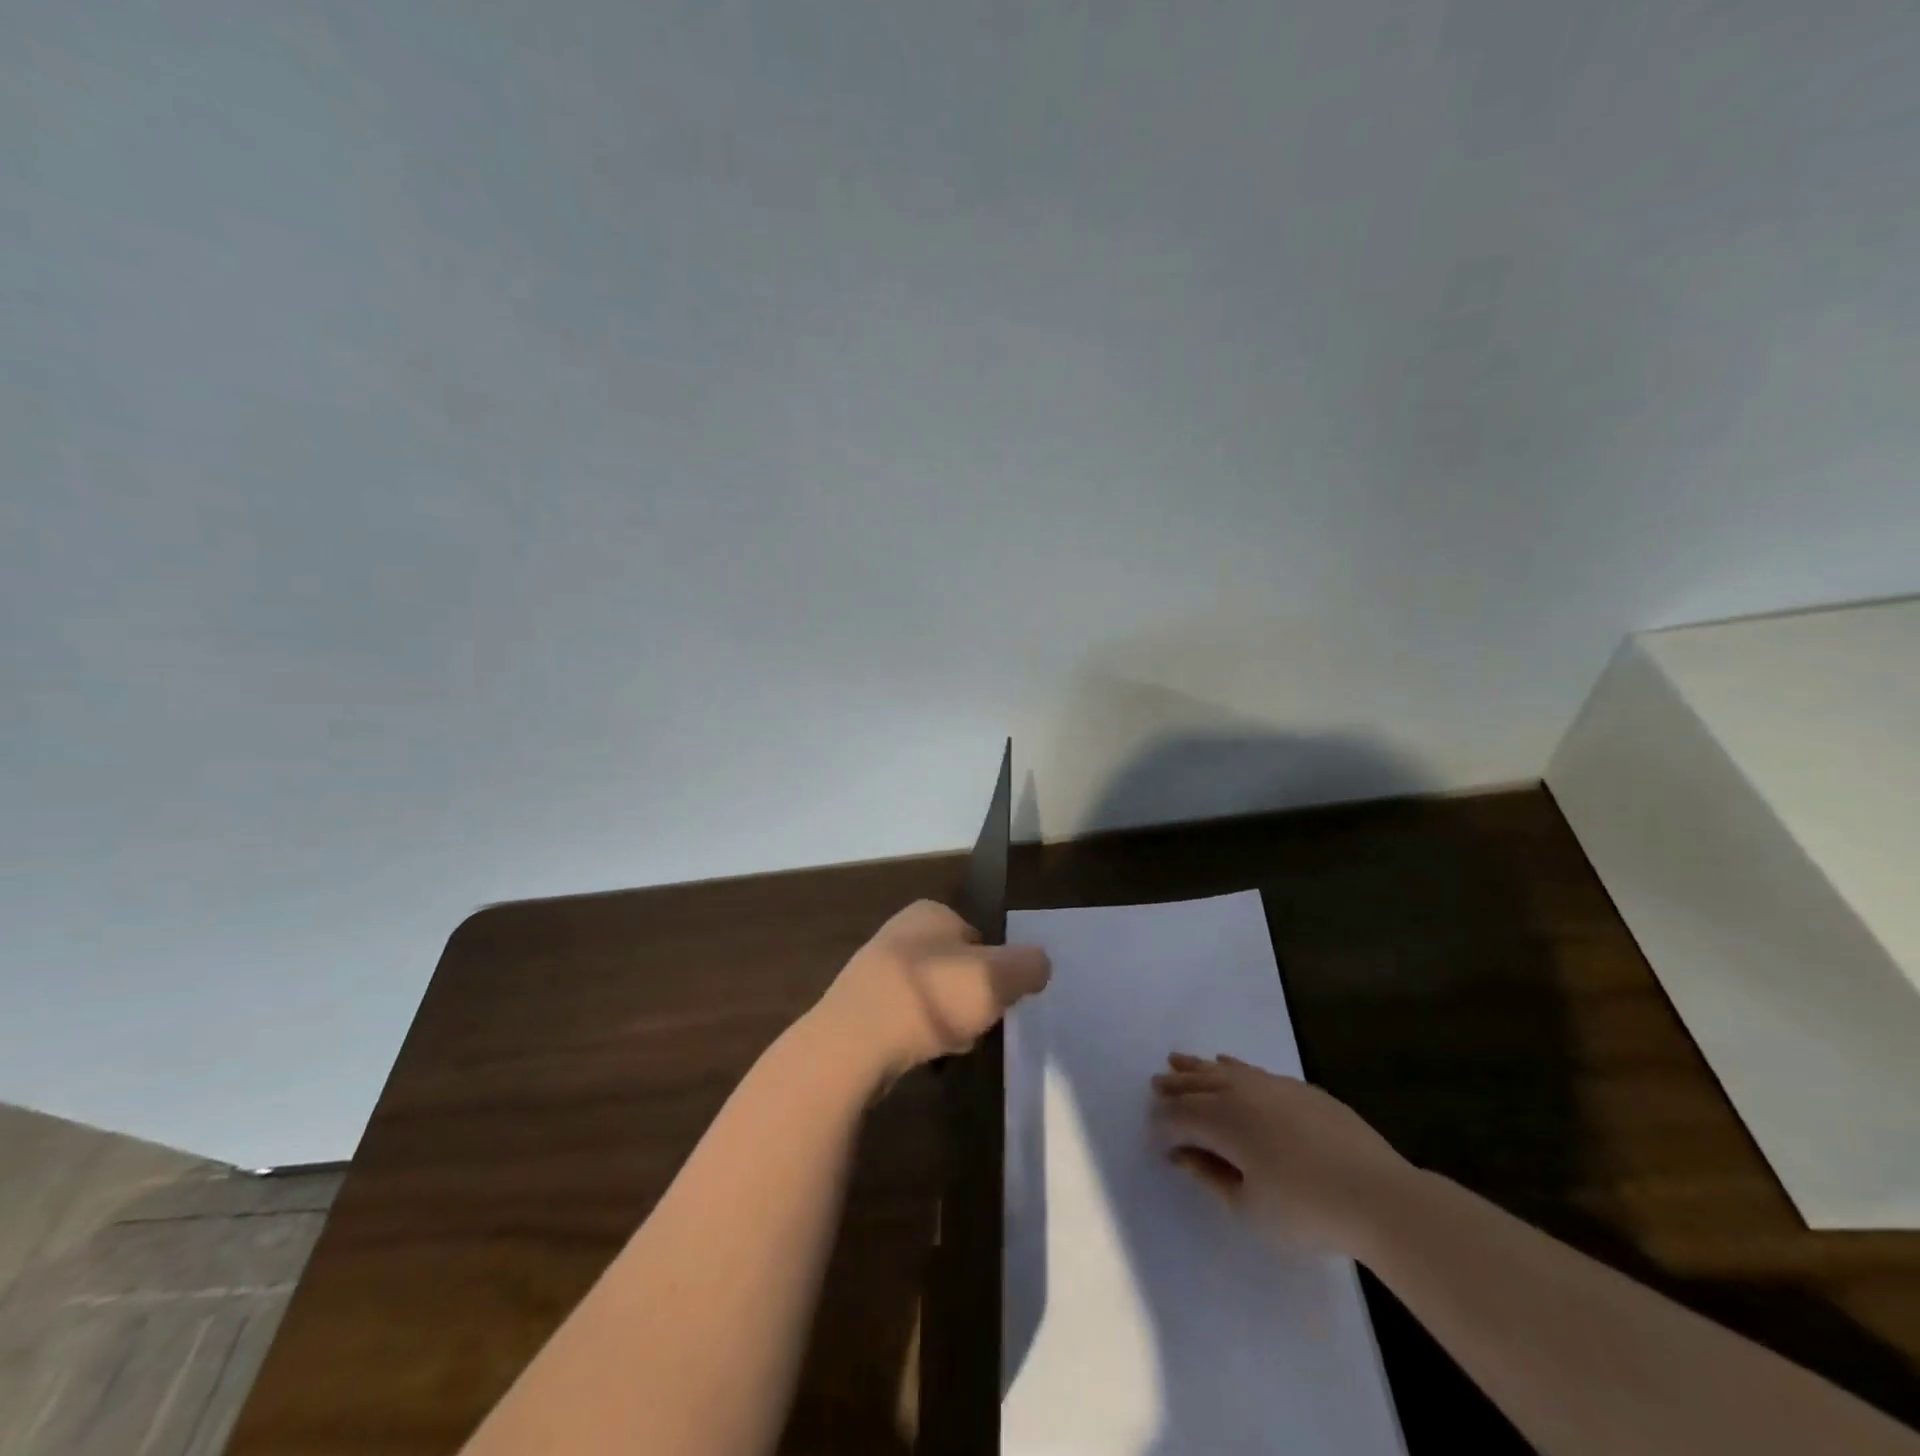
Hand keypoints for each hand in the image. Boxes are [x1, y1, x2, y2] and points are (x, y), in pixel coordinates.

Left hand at [813, 900, 1051, 1086]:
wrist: (852, 1044)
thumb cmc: (930, 997)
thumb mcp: (997, 976)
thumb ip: (1028, 965)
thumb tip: (1039, 964)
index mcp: (930, 911)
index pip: (979, 936)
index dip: (995, 968)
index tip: (999, 997)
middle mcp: (900, 931)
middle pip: (957, 968)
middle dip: (971, 997)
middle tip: (979, 1024)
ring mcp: (875, 970)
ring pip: (933, 996)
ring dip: (948, 1020)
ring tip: (952, 1045)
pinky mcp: (860, 1008)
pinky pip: (907, 1020)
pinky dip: (921, 1037)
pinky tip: (925, 1056)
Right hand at [1150, 1052, 1413, 1257]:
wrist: (1379, 1195)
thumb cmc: (1307, 1210)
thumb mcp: (1249, 1207)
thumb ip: (1210, 1177)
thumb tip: (1182, 1155)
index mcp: (1222, 1121)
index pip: (1180, 1116)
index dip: (1163, 1125)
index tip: (1155, 1136)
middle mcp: (1240, 1092)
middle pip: (1197, 1084)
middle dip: (1174, 1086)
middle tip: (1155, 1084)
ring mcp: (1272, 1085)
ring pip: (1223, 1070)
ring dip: (1197, 1068)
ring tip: (1178, 1061)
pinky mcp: (1299, 1089)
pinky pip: (1252, 1070)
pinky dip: (1233, 1066)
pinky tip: (1227, 1063)